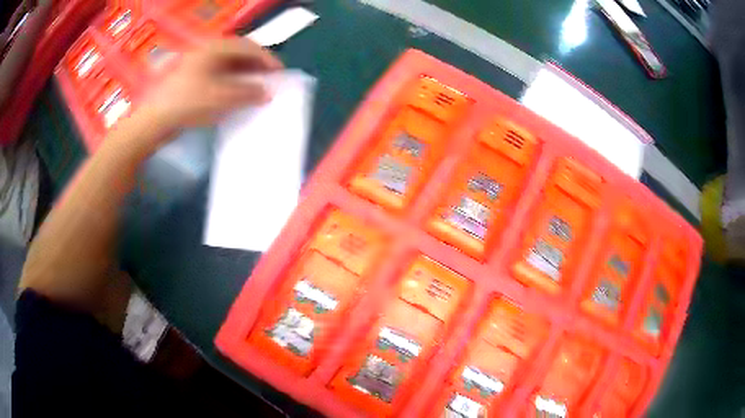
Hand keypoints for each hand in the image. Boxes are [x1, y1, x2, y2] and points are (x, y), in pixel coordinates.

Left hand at [142, 37, 282, 129]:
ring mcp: (199, 65)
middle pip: (239, 54)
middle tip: (269, 81)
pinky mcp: (193, 79)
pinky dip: (232, 83)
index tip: (280, 74)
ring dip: (244, 75)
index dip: (267, 59)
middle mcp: (207, 52)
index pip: (248, 47)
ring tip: (255, 90)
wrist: (154, 121)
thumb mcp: (221, 98)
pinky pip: (219, 76)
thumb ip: (248, 93)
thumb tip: (267, 93)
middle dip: (256, 67)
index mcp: (215, 48)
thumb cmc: (187, 104)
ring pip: (229, 65)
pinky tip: (236, 95)